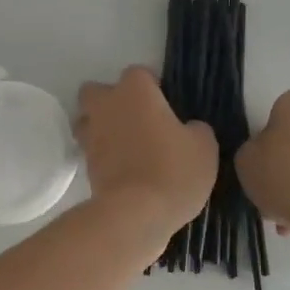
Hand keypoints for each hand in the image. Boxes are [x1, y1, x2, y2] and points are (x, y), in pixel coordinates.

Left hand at [75, 67, 217, 243]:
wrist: (136, 215)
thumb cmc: (173, 170)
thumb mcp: (204, 147)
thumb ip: (196, 129)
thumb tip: (188, 129)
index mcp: (135, 90)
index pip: (139, 73)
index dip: (153, 87)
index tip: (167, 106)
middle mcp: (107, 106)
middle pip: (97, 91)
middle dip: (112, 100)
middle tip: (139, 120)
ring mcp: (91, 136)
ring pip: (88, 120)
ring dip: (102, 127)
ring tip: (127, 146)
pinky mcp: (85, 165)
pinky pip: (93, 151)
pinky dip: (104, 156)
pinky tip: (125, 170)